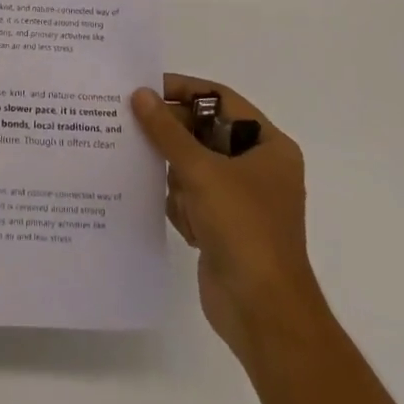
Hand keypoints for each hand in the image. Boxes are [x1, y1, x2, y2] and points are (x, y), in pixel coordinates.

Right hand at [130, 76, 325, 363]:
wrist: (263, 314)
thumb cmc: (243, 228)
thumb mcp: (202, 171)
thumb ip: (167, 131)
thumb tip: (140, 94)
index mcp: (269, 146)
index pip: (221, 99)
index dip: (185, 91)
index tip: (147, 89)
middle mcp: (259, 167)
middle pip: (205, 132)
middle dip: (174, 138)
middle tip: (135, 129)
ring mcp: (242, 199)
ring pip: (194, 165)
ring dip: (177, 176)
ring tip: (168, 188)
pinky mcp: (225, 226)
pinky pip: (193, 196)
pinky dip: (181, 204)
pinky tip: (182, 220)